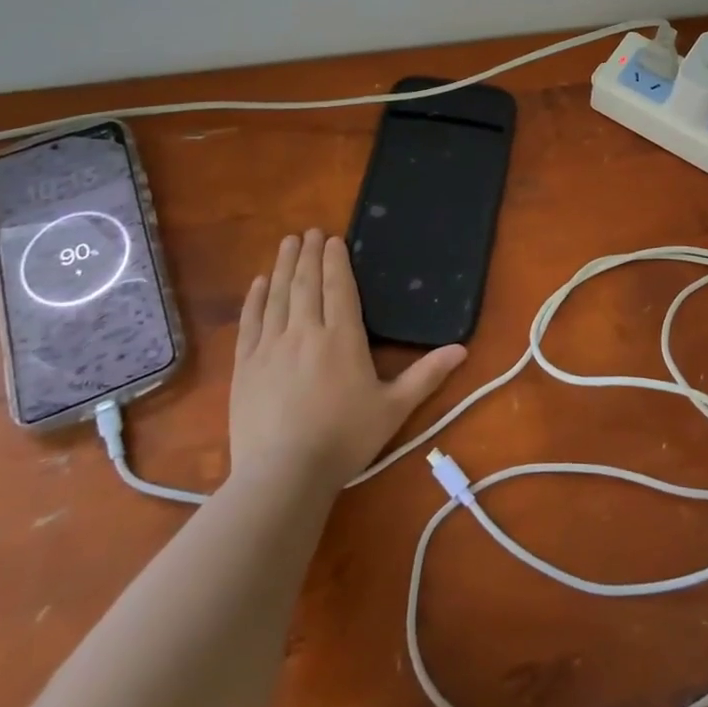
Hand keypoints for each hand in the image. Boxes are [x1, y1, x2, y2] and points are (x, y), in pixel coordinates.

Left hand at [230, 229, 466, 488]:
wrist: (283, 475)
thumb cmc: (344, 439)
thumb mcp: (394, 408)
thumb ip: (426, 375)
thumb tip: (462, 349)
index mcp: (342, 337)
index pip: (338, 287)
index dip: (335, 260)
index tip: (332, 238)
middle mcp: (305, 331)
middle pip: (306, 283)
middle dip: (308, 254)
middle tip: (309, 232)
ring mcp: (270, 347)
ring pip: (278, 295)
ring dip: (283, 266)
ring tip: (287, 243)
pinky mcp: (245, 366)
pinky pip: (250, 322)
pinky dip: (255, 298)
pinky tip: (259, 283)